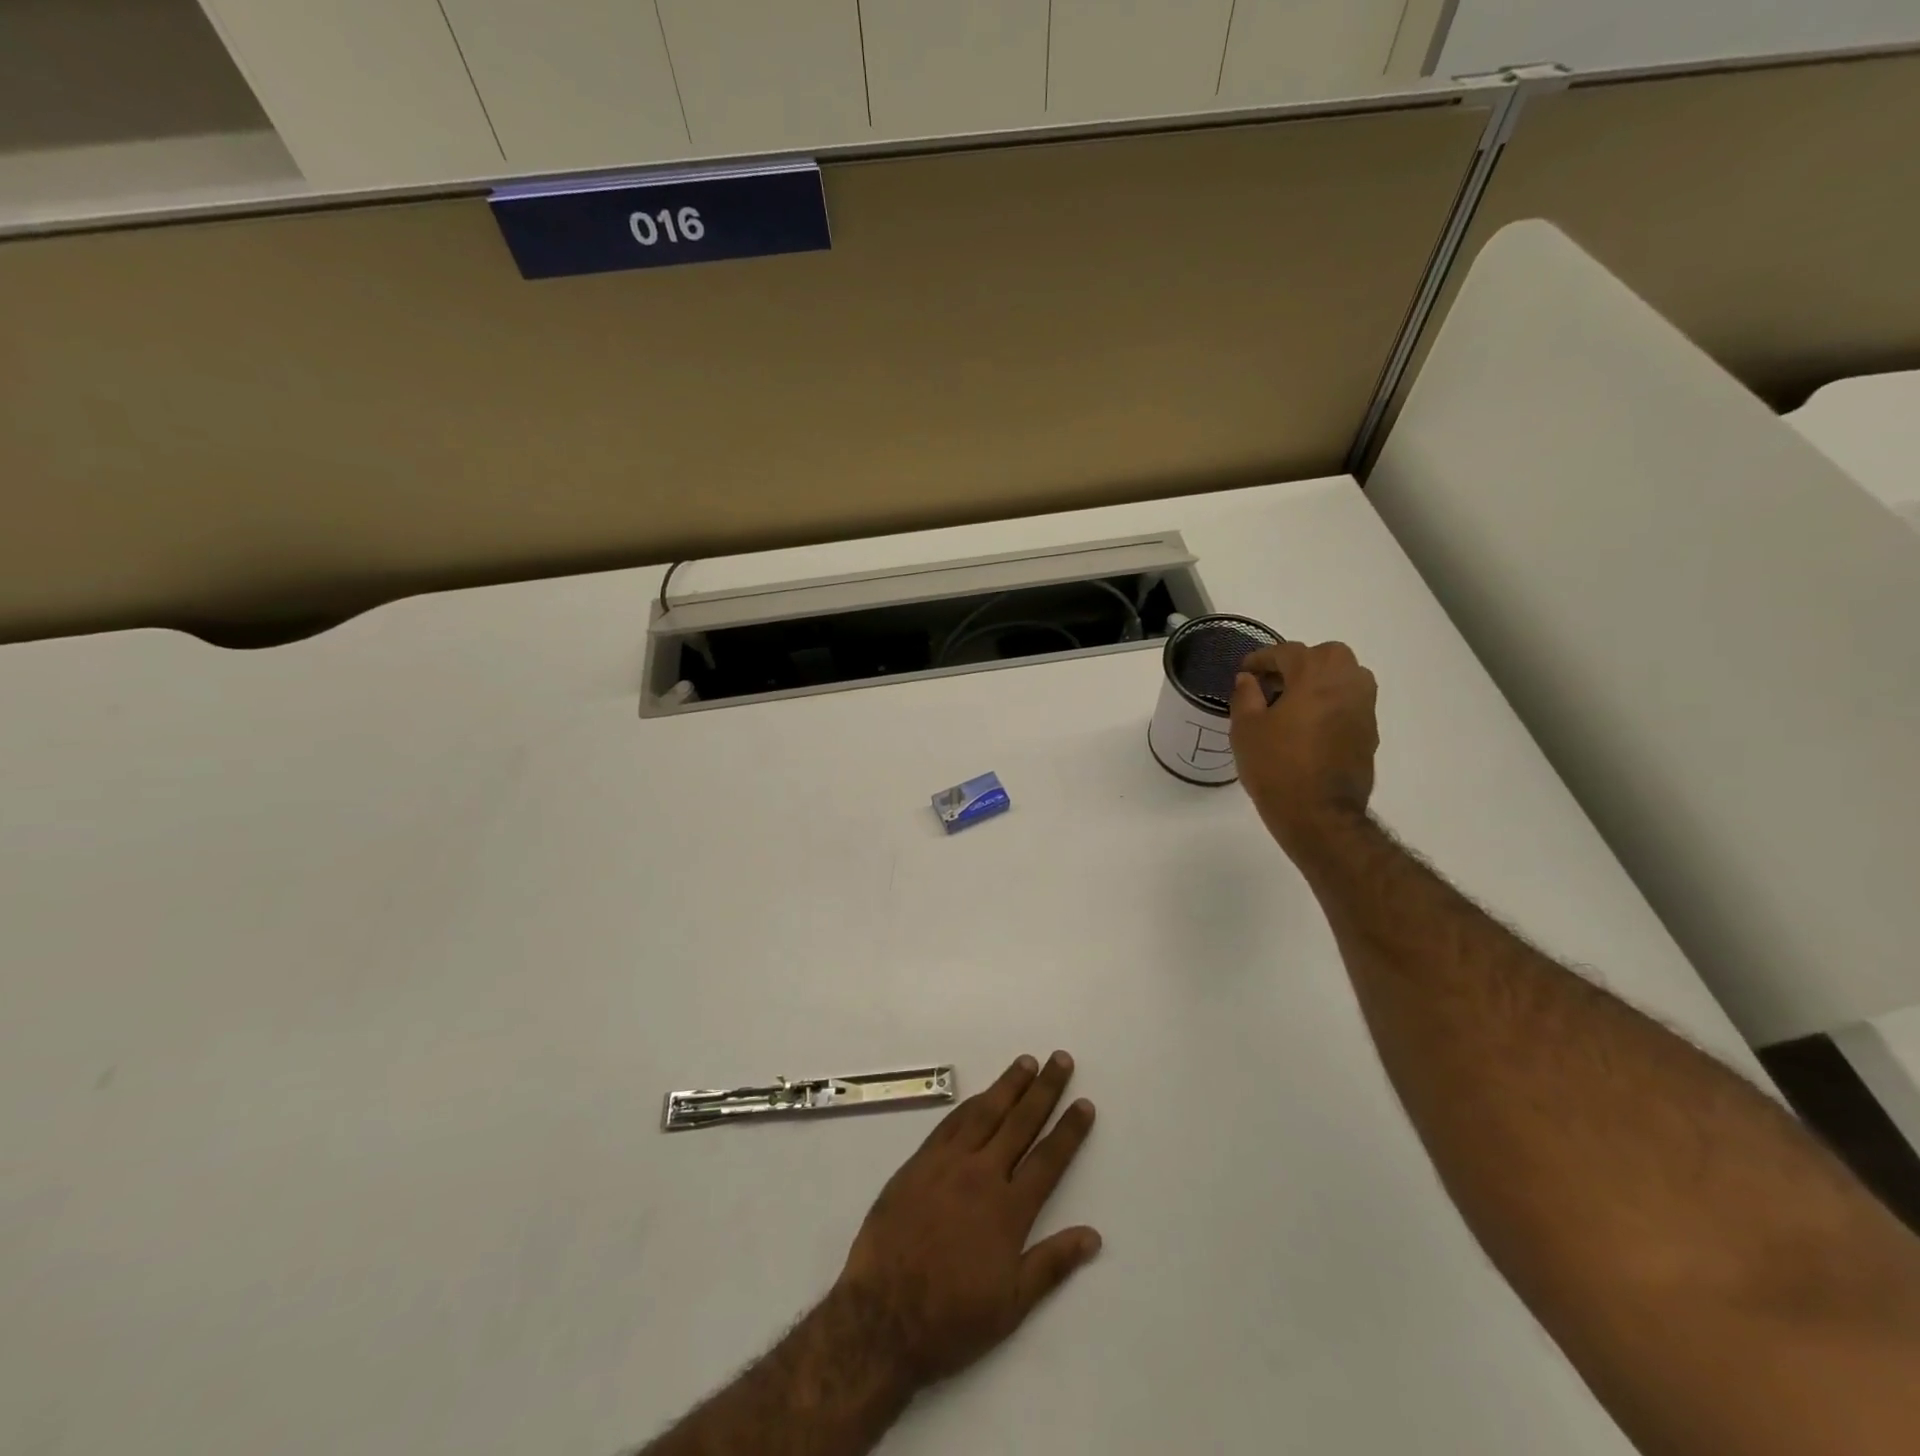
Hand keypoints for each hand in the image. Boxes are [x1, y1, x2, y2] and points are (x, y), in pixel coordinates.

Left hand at [834, 1052, 1099, 1387]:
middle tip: (1060, 1059)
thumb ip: (1052, 1264)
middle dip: (1044, 1090)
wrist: (882, 1317)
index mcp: (1009, 1211)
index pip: (1048, 1159)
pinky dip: (970, 1104)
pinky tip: (981, 1095)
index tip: (1084, 1103)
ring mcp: (947, 1164)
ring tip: (1026, 1062)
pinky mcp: (918, 1163)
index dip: (1069, 1130)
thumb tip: (1094, 1236)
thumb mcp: (1011, 1305)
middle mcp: (982, 1176)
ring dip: (1008, 1085)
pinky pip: (950, 1124)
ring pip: (984, 1113)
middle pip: (1020, 1122)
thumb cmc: (951, 1318)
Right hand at [1230, 640, 1378, 854]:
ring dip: (1320, 681)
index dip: (1262, 659)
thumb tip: (1248, 679)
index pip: (1287, 652)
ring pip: (1345, 677)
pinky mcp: (1370, 732)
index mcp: (1315, 674)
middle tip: (1273, 683)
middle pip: (1326, 656)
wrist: (1319, 814)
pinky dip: (1330, 703)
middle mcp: (1348, 682)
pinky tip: (1308, 725)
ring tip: (1292, 703)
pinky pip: (1350, 703)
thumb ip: (1246, 695)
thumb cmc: (1276, 766)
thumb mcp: (1245, 728)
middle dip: (1299, 663)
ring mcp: (1364, 707)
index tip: (1245, 670)